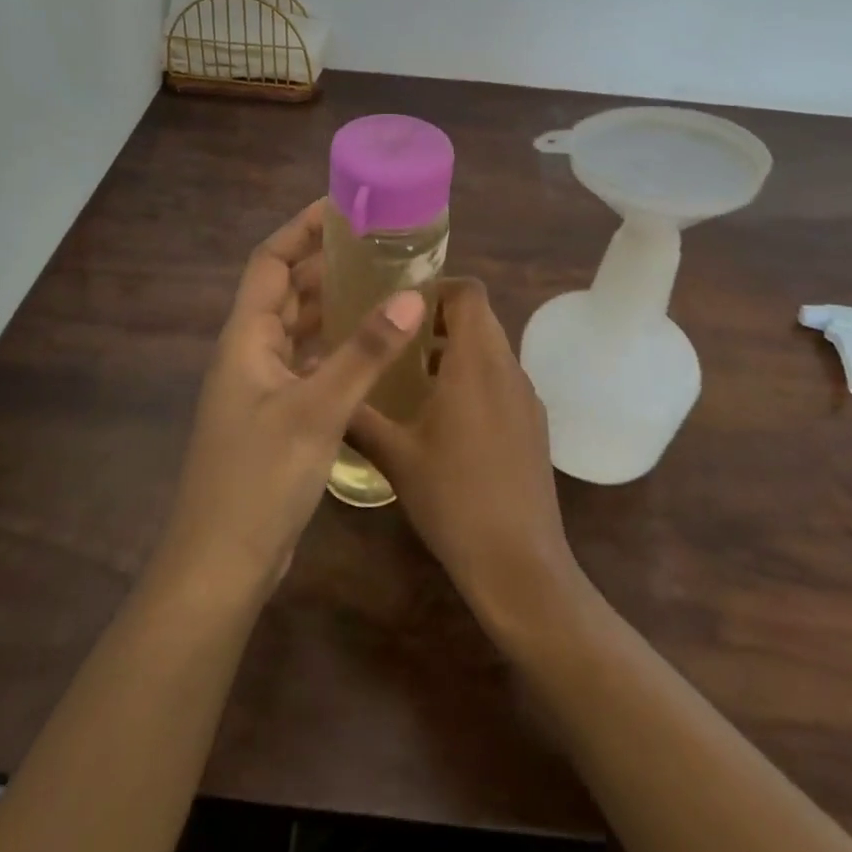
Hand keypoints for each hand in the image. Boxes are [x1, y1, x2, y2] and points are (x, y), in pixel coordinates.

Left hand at [155, 199, 426, 602]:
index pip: (269, 261)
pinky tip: (370, 351)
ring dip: (333, 306)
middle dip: (325, 264)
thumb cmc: (259, 478)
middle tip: (378, 247)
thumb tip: (411, 295)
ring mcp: (260, 388)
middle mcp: (249, 354)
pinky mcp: (275, 418)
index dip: (300, 230)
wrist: (221, 564)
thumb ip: (364, 352)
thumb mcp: (316, 409)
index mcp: (245, 338)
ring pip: (298, 329)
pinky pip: (307, 364)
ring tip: (382, 287)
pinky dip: (335, 349)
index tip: (343, 208)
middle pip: (285, 291)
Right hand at [348, 278, 581, 634]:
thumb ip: (357, 414)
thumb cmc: (453, 499)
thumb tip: (318, 382)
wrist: (519, 564)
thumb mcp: (395, 456)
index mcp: (477, 363)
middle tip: (394, 337)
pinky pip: (501, 381)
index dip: (436, 287)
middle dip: (438, 318)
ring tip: (410, 374)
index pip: (469, 292)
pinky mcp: (533, 426)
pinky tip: (441, 417)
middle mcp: (508, 370)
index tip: (399, 304)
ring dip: (455, 350)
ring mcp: (526, 399)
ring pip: (491, 351)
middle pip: (480, 318)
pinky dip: (473, 379)